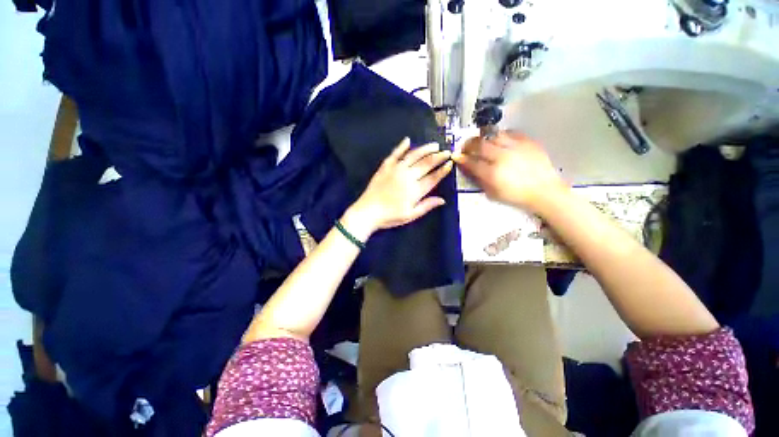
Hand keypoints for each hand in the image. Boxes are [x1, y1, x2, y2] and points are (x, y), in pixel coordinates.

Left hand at [348, 138, 452, 233]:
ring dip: (425, 149)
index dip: (443, 170)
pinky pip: (395, 154)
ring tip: (434, 145)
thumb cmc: (390, 216)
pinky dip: (401, 146)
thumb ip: (426, 206)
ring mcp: (396, 169)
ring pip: (413, 156)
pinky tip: (407, 140)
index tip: (450, 163)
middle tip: (446, 152)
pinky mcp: (385, 167)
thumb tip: (442, 200)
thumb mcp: (410, 215)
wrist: (368, 212)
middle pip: (426, 164)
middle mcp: (408, 176)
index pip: (433, 177)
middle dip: (438, 157)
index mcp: (415, 190)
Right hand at [452, 131, 566, 211]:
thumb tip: (468, 169)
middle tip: (465, 147)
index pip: (471, 162)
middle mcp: (502, 157)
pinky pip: (510, 132)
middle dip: (468, 144)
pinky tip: (500, 141)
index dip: (462, 158)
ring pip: (493, 135)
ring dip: (484, 139)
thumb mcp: (492, 193)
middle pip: (480, 144)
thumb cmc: (516, 196)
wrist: (544, 191)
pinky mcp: (527, 142)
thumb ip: (479, 180)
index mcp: (492, 173)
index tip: (457, 156)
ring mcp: (516, 147)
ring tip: (482, 143)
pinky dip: (501, 135)